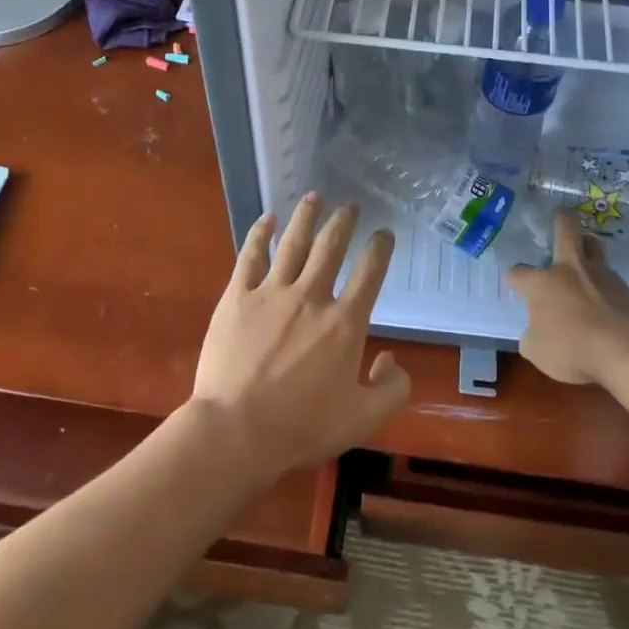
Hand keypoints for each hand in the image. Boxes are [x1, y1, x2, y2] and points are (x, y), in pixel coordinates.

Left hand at [190, 194, 410, 477]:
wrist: (236, 431)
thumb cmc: (301, 428)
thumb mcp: (362, 419)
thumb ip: (392, 389)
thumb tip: (391, 359)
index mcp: (344, 323)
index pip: (370, 272)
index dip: (380, 248)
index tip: (383, 234)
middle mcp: (311, 296)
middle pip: (331, 246)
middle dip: (344, 222)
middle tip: (350, 206)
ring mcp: (272, 292)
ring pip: (294, 242)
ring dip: (307, 216)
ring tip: (315, 197)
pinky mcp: (238, 297)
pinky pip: (251, 256)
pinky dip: (260, 234)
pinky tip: (267, 219)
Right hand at [507, 210, 628, 385]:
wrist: (626, 351)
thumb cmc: (572, 349)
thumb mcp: (537, 352)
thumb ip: (531, 337)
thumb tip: (534, 332)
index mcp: (541, 284)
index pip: (519, 273)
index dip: (515, 279)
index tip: (516, 285)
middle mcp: (569, 269)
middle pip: (566, 227)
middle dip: (561, 218)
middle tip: (559, 217)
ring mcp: (601, 275)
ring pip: (594, 244)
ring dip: (588, 246)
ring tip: (584, 256)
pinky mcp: (626, 288)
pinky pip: (611, 276)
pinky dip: (605, 282)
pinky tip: (605, 298)